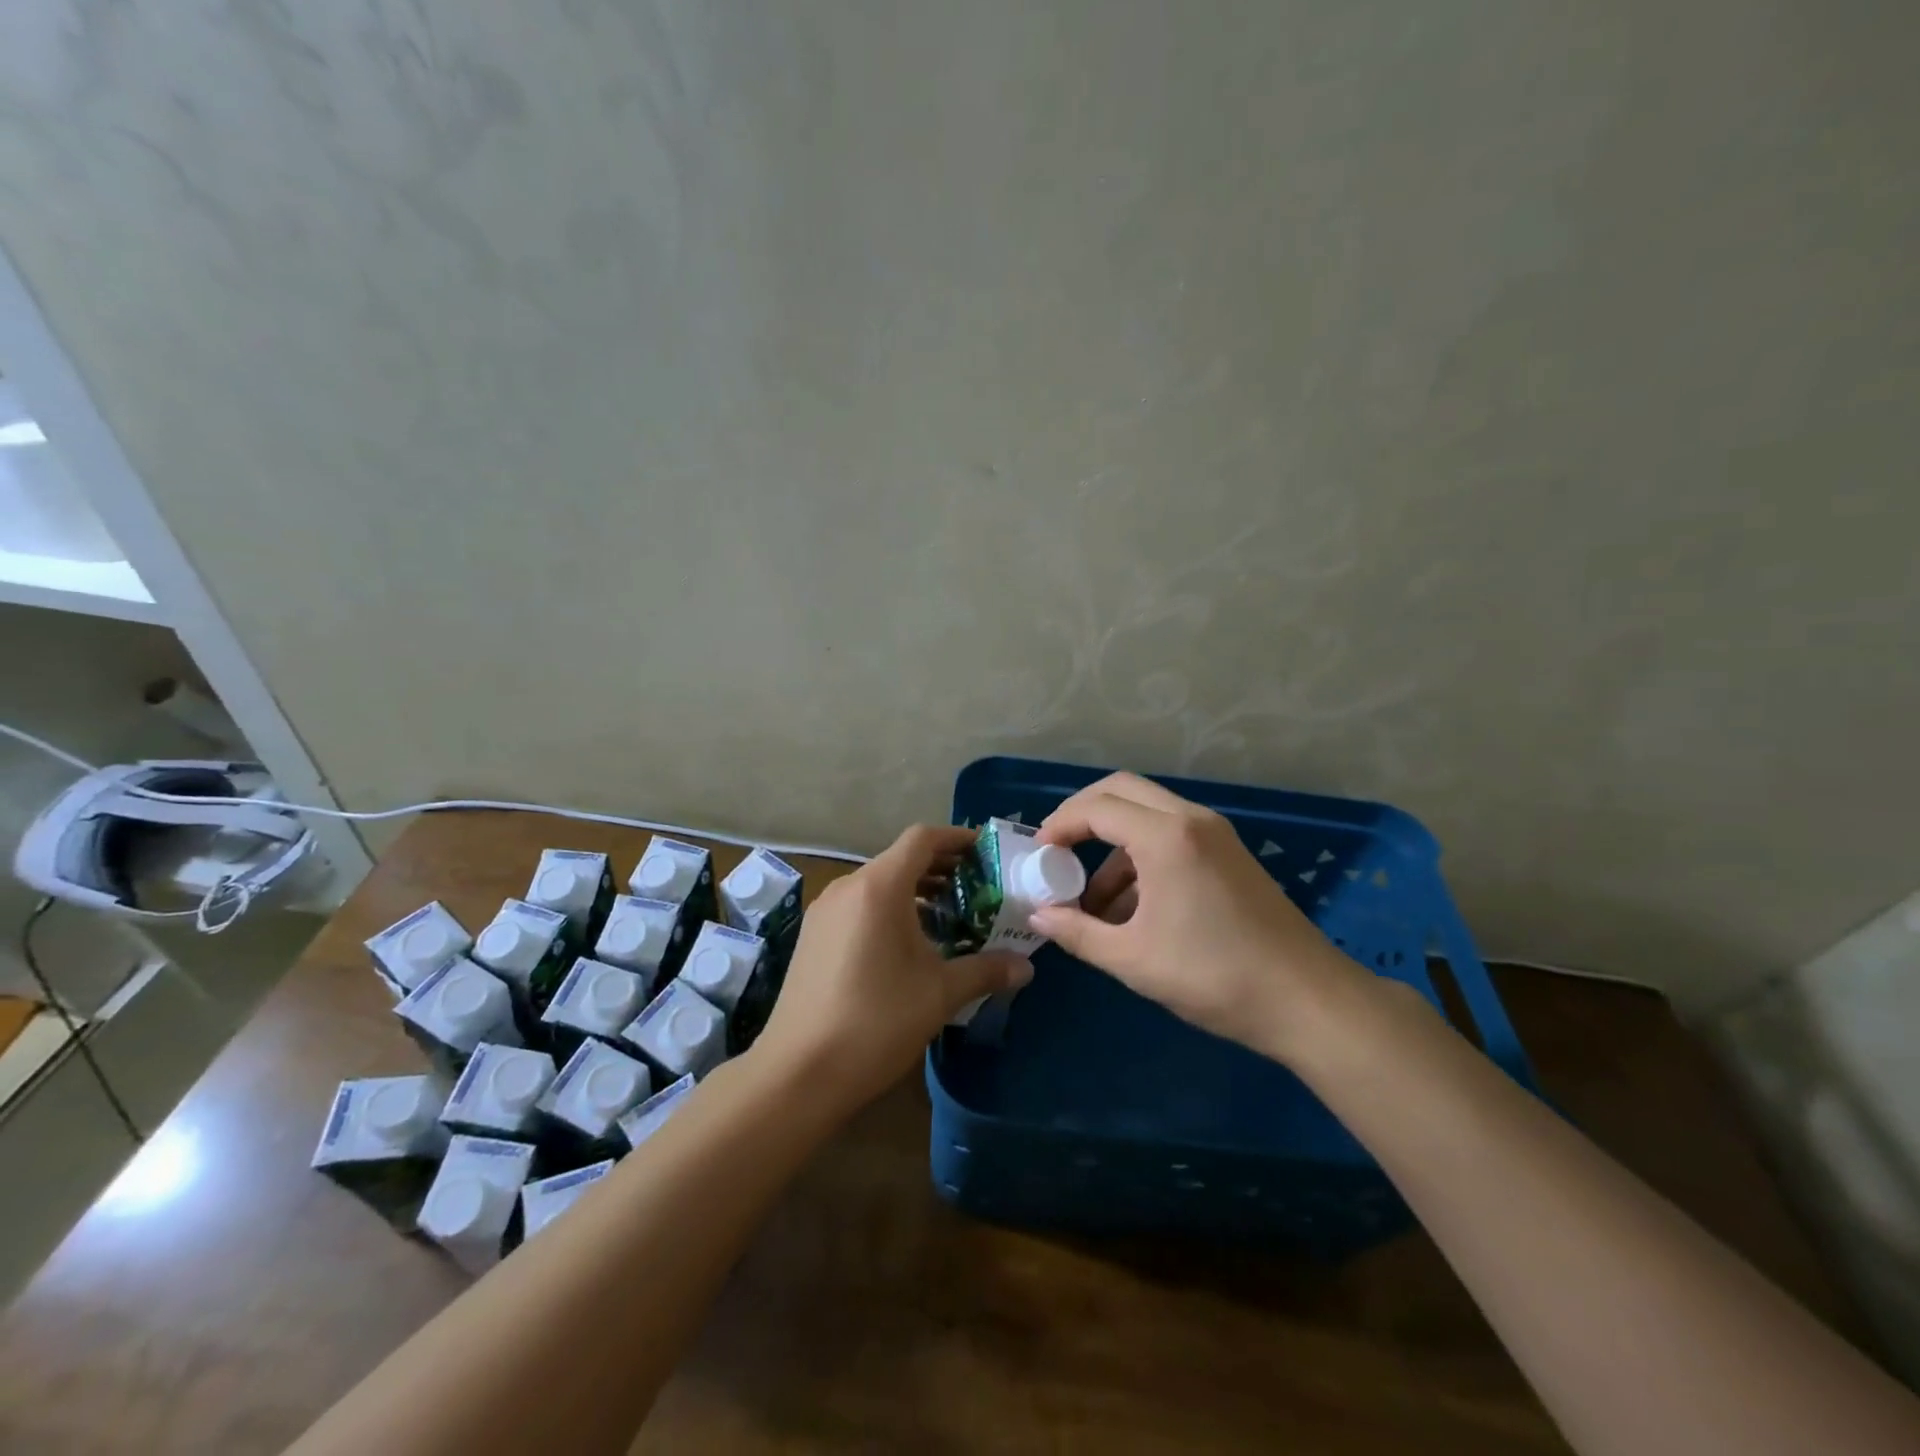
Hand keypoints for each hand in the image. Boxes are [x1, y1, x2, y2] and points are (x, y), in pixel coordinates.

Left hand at [751, 825, 1030, 1114]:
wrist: (798, 1072)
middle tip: (978, 886)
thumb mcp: (940, 993)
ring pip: (878, 882)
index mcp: (879, 887)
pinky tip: (908, 943)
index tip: (986, 852)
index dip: (957, 839)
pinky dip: (889, 908)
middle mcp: (848, 887)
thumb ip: (986, 970)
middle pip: (900, 858)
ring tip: (949, 913)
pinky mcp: (813, 936)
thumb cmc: (877, 1020)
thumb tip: (1026, 967)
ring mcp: (825, 911)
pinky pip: (859, 905)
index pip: (922, 839)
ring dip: (915, 889)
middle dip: (941, 867)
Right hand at [1029, 773, 1361, 1061]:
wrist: (1308, 1001)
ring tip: (1090, 902)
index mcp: (1167, 837)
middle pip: (1122, 790)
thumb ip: (1077, 932)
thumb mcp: (1133, 959)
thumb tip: (1038, 915)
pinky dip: (1141, 857)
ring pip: (1147, 814)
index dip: (1059, 825)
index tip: (1037, 856)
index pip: (1097, 808)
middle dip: (1082, 815)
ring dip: (1112, 844)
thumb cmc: (1214, 976)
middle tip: (1056, 851)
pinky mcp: (1229, 854)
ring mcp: (1215, 834)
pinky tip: (1130, 910)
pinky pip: (1171, 836)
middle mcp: (1191, 820)